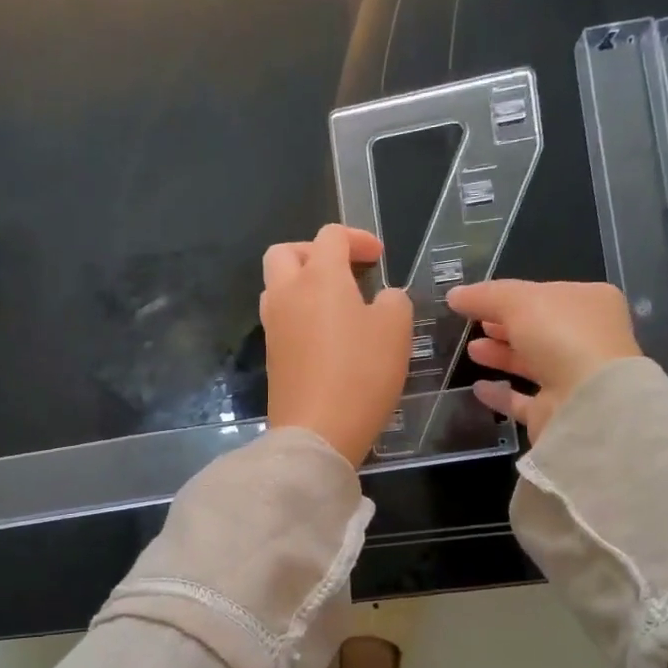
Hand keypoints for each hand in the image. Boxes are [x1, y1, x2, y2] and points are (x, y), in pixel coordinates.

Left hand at [261, 225, 413, 465]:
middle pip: (285, 252)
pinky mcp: (272, 355)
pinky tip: (327, 336)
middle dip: (314, 252)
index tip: (378, 258)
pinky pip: (281, 318)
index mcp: (318, 277)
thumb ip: (392, 301)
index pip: (330, 236)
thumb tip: (380, 299)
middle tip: (343, 271)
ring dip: (303, 283)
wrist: (317, 431)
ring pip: (277, 285)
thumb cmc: (361, 373)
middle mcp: (287, 293)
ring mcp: (273, 326)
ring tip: (336, 304)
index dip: (357, 238)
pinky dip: (300, 314)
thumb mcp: (396, 330)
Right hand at [445, 279, 641, 442]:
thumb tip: (454, 295)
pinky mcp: (558, 410)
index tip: (478, 300)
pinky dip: (502, 393)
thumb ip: (485, 296)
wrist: (588, 402)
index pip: (545, 294)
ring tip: (472, 350)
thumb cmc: (561, 335)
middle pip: (538, 329)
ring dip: (501, 356)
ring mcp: (574, 377)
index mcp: (590, 302)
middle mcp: (587, 339)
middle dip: (504, 326)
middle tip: (474, 324)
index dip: (511, 296)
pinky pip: (524, 399)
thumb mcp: (518, 301)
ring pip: (532, 363)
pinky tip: (478, 388)